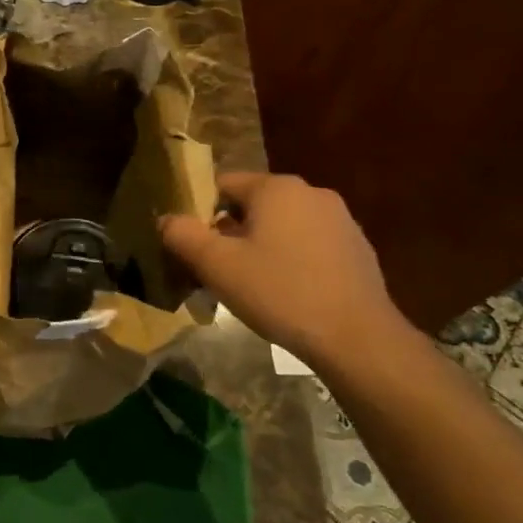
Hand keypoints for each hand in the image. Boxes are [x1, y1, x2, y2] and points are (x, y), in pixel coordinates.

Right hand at [159, 172, 400, 366]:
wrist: (356, 337)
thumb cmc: (280, 292)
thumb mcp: (217, 265)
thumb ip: (182, 235)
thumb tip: (166, 219)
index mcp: (276, 188)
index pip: (222, 184)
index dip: (199, 212)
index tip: (192, 246)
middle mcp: (310, 192)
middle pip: (252, 205)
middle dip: (229, 232)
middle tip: (215, 270)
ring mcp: (339, 219)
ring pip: (281, 225)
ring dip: (259, 247)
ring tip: (249, 285)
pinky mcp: (356, 248)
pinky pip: (308, 244)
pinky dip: (290, 260)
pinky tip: (286, 293)